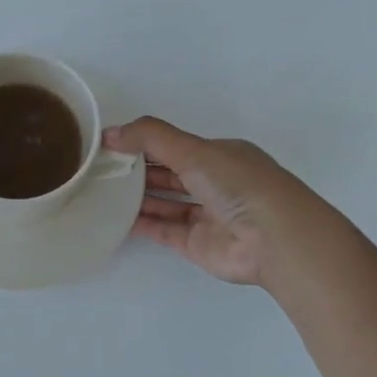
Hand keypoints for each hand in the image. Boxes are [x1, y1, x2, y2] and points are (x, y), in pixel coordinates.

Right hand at [106, 116, 339, 288]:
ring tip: (103, 191)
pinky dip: (143, 224)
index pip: (177, 146)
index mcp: (220, 155)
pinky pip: (165, 230)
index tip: (111, 144)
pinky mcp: (198, 244)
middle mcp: (215, 183)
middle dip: (139, 170)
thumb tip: (109, 132)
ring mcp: (207, 215)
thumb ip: (150, 137)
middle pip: (170, 173)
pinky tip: (116, 218)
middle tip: (101, 168)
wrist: (275, 239)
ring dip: (139, 197)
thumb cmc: (238, 184)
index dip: (145, 143)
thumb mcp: (193, 149)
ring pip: (167, 202)